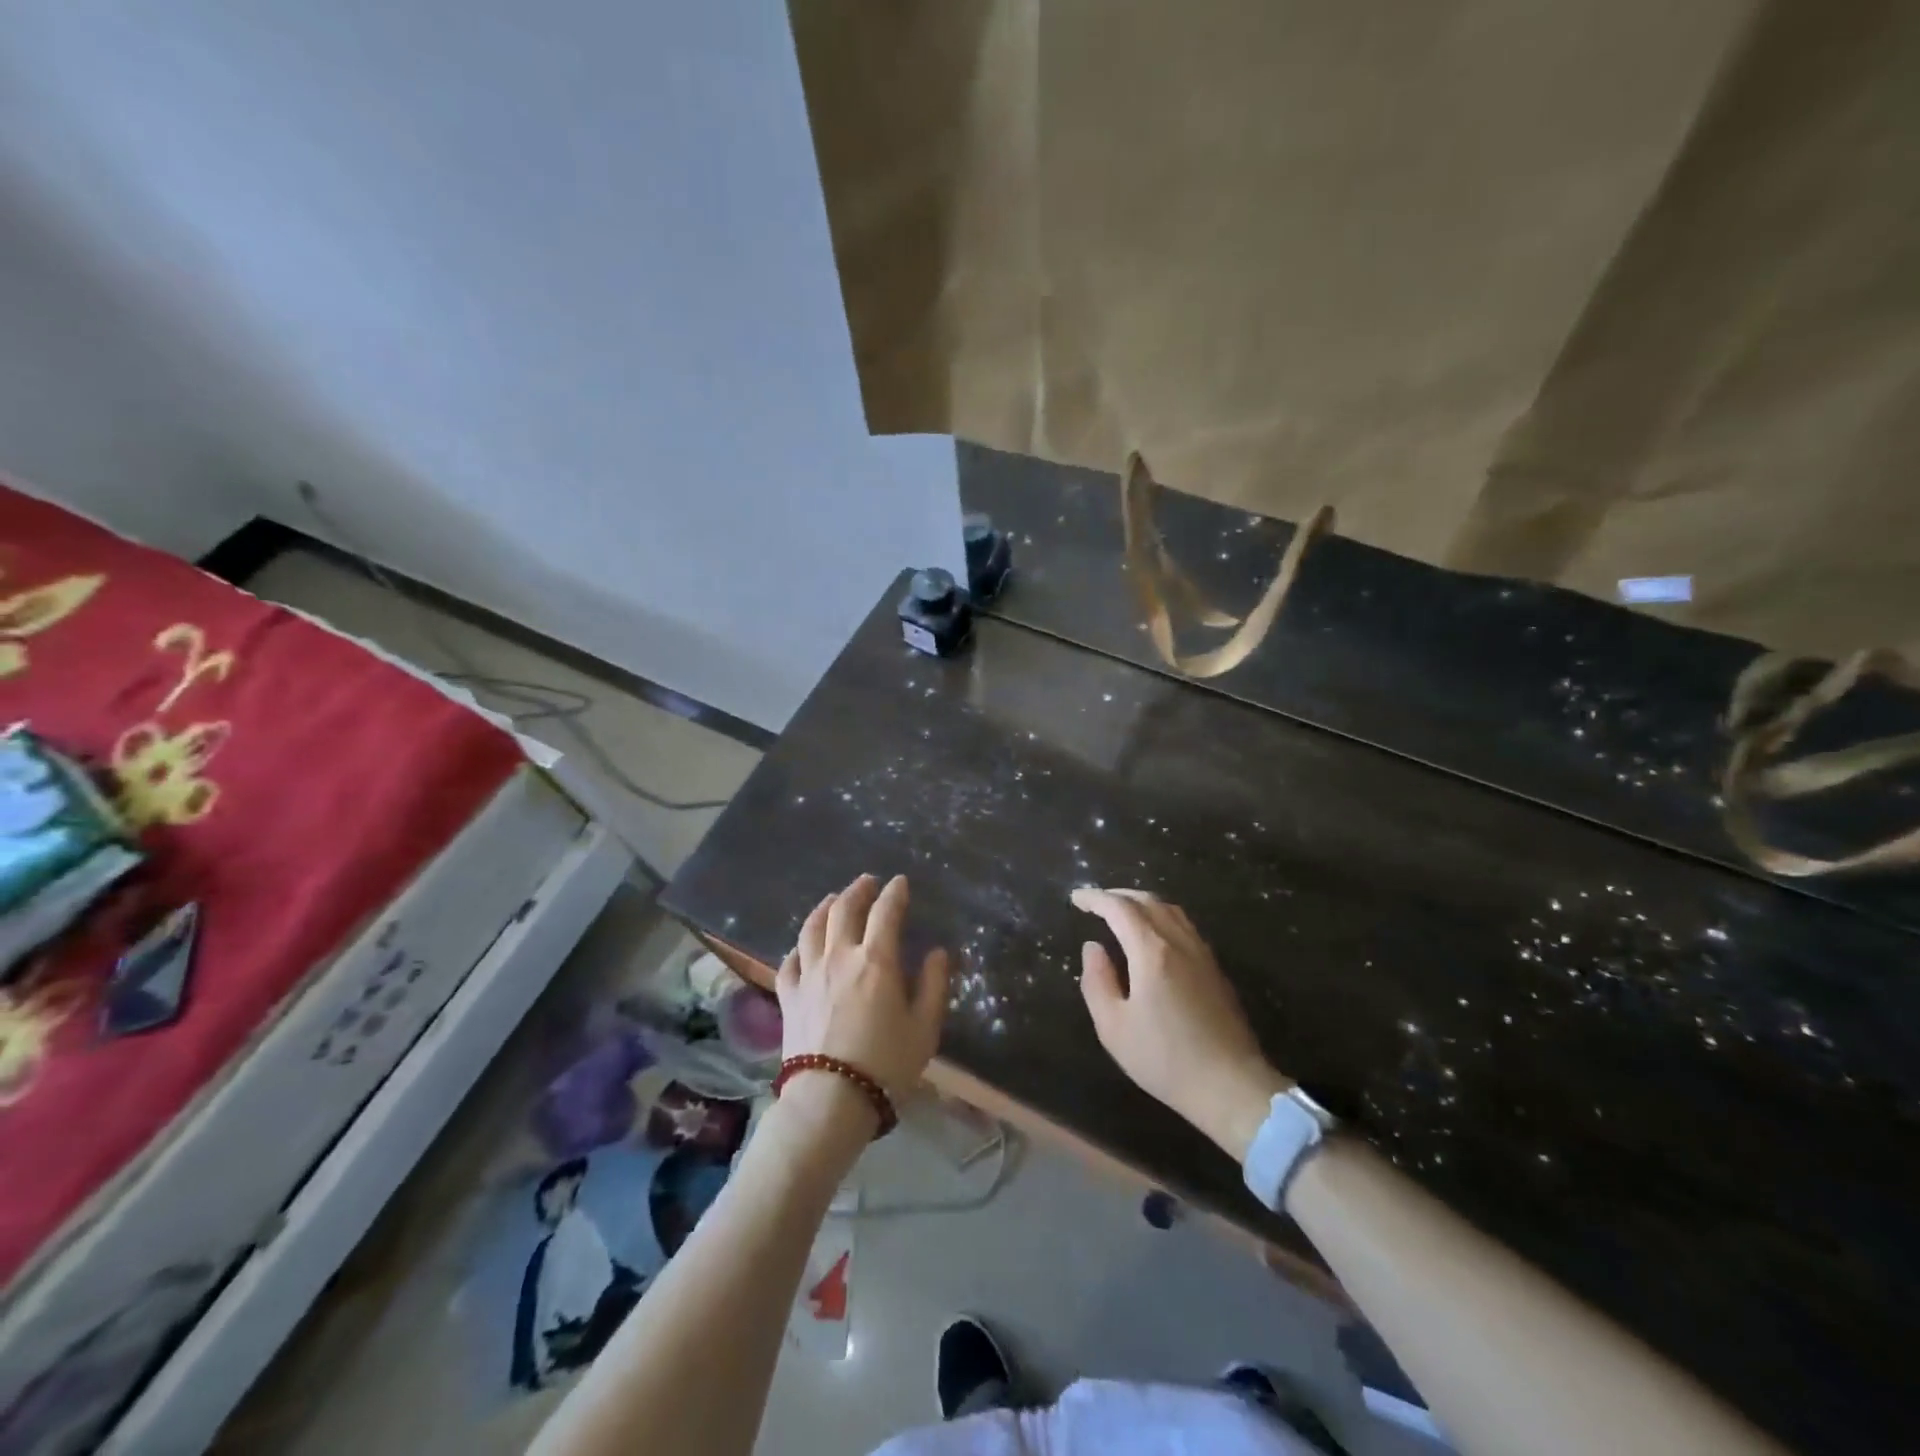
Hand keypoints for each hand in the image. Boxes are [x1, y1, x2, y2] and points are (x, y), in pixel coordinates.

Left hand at [777, 874, 949, 1111]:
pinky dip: (799, 947)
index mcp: (876, 960)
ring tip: (833, 900)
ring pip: (812, 927)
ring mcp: (809, 975)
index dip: (895, 893)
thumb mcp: (925, 1027)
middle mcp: (840, 956)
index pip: (886, 912)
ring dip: (825, 907)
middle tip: (868, 882)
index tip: (900, 882)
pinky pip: (789, 961)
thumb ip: (934, 984)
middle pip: (844, 909)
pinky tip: (803, 947)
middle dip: (858, 890)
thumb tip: (937, 952)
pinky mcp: (788, 997)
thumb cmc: (887, 1064)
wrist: (830, 1100)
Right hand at [1073, 887, 1289, 1160]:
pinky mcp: (1215, 969)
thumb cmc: (1165, 1060)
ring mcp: (1202, 954)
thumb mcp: (1114, 1027)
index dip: (1095, 898)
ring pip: (1171, 910)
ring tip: (1122, 914)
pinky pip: (1184, 926)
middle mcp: (1179, 942)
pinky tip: (1153, 936)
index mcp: (1152, 952)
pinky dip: (1161, 917)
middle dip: (1118, 895)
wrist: (1232, 1086)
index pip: (1120, 908)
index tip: (1076, 898)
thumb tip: (1093, 947)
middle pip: (1148, 901)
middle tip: (1095, 903)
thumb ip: (1097, 981)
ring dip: (1142, 903)